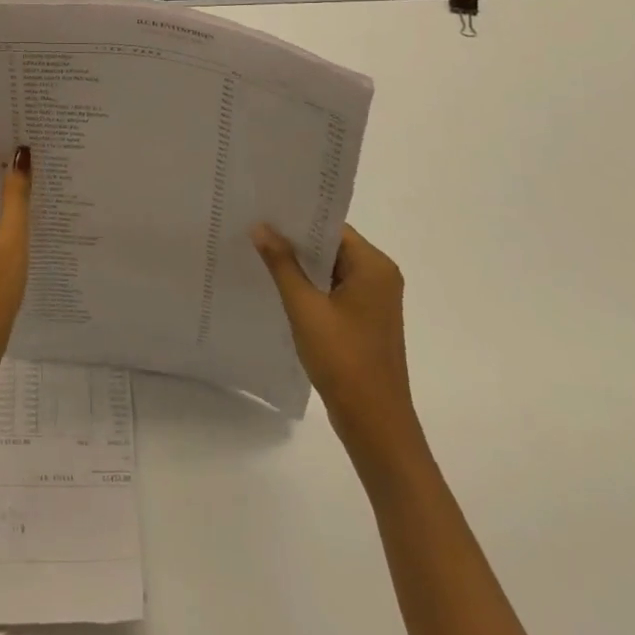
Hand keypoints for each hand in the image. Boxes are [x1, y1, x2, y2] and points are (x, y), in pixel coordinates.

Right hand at [252, 223, 422, 466]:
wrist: (375, 424)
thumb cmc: (343, 360)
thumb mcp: (305, 308)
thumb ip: (282, 264)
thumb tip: (261, 227)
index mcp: (374, 266)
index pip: (331, 226)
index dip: (297, 218)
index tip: (263, 210)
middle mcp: (379, 276)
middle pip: (332, 245)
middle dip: (295, 239)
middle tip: (254, 226)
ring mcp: (374, 299)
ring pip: (331, 267)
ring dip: (300, 263)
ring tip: (259, 250)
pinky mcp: (365, 319)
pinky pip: (334, 288)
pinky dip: (310, 284)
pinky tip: (279, 283)